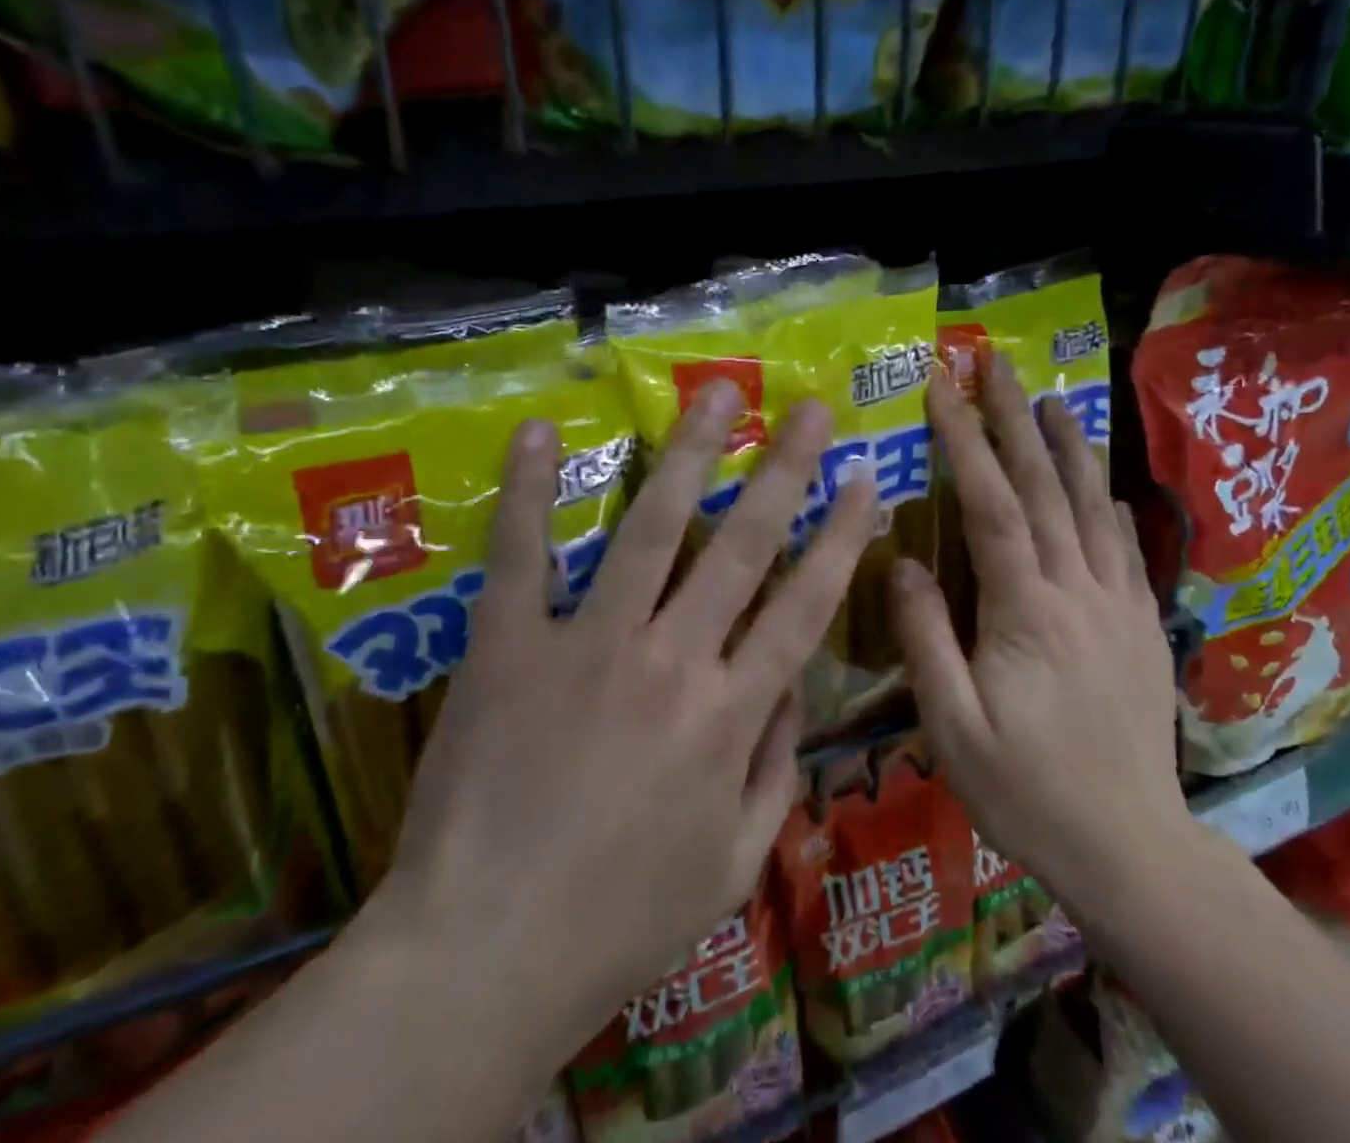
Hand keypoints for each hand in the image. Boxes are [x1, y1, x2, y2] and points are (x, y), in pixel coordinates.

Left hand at [360, 384, 877, 1078]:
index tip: (864, 478)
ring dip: (688, 452)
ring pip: (650, 526)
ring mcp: (587, 642)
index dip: (841, 536)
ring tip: (717, 393)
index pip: (805, 604)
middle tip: (809, 408)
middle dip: (784, 468)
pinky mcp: (509, 643)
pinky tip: (538, 431)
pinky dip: (526, 490)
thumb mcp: (732, 863)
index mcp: (729, 715)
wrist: (484, 955)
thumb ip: (776, 768)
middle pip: (743, 544)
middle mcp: (671, 659)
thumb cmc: (620, 921)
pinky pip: (521, 554)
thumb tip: (794, 686)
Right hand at [891, 358, 1188, 919]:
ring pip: (1093, 508)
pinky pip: (1127, 551)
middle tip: (997, 366)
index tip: (942, 387)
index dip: (965, 439)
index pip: (990, 503)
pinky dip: (1110, 507)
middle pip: (1045, 488)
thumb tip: (899, 561)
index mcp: (1026, 610)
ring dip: (1070, 448)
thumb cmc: (1025, 790)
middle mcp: (1078, 591)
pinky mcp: (1142, 628)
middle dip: (1016, 420)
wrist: (1131, 850)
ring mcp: (1118, 606)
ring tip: (1055, 400)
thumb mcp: (952, 727)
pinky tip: (1104, 488)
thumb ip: (924, 639)